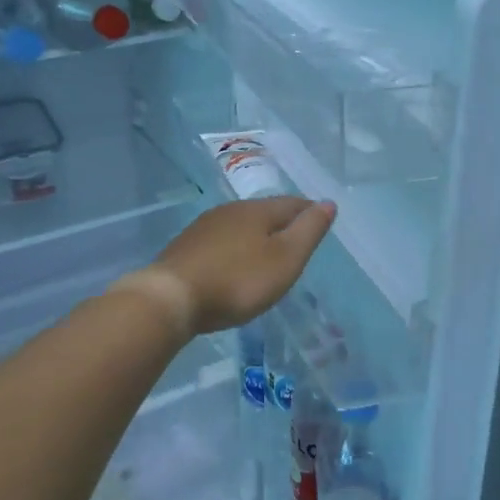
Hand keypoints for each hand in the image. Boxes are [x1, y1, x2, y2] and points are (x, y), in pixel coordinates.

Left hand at [148, 197, 335, 334]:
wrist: (171, 297)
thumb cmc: (237, 280)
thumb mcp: (285, 259)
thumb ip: (308, 231)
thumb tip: (328, 202)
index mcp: (257, 210)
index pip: (292, 203)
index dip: (309, 212)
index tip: (320, 221)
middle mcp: (230, 210)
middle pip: (265, 212)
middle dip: (282, 222)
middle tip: (296, 239)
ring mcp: (204, 227)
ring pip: (240, 225)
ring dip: (256, 235)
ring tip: (267, 253)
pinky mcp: (186, 247)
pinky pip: (220, 241)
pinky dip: (234, 249)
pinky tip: (233, 264)